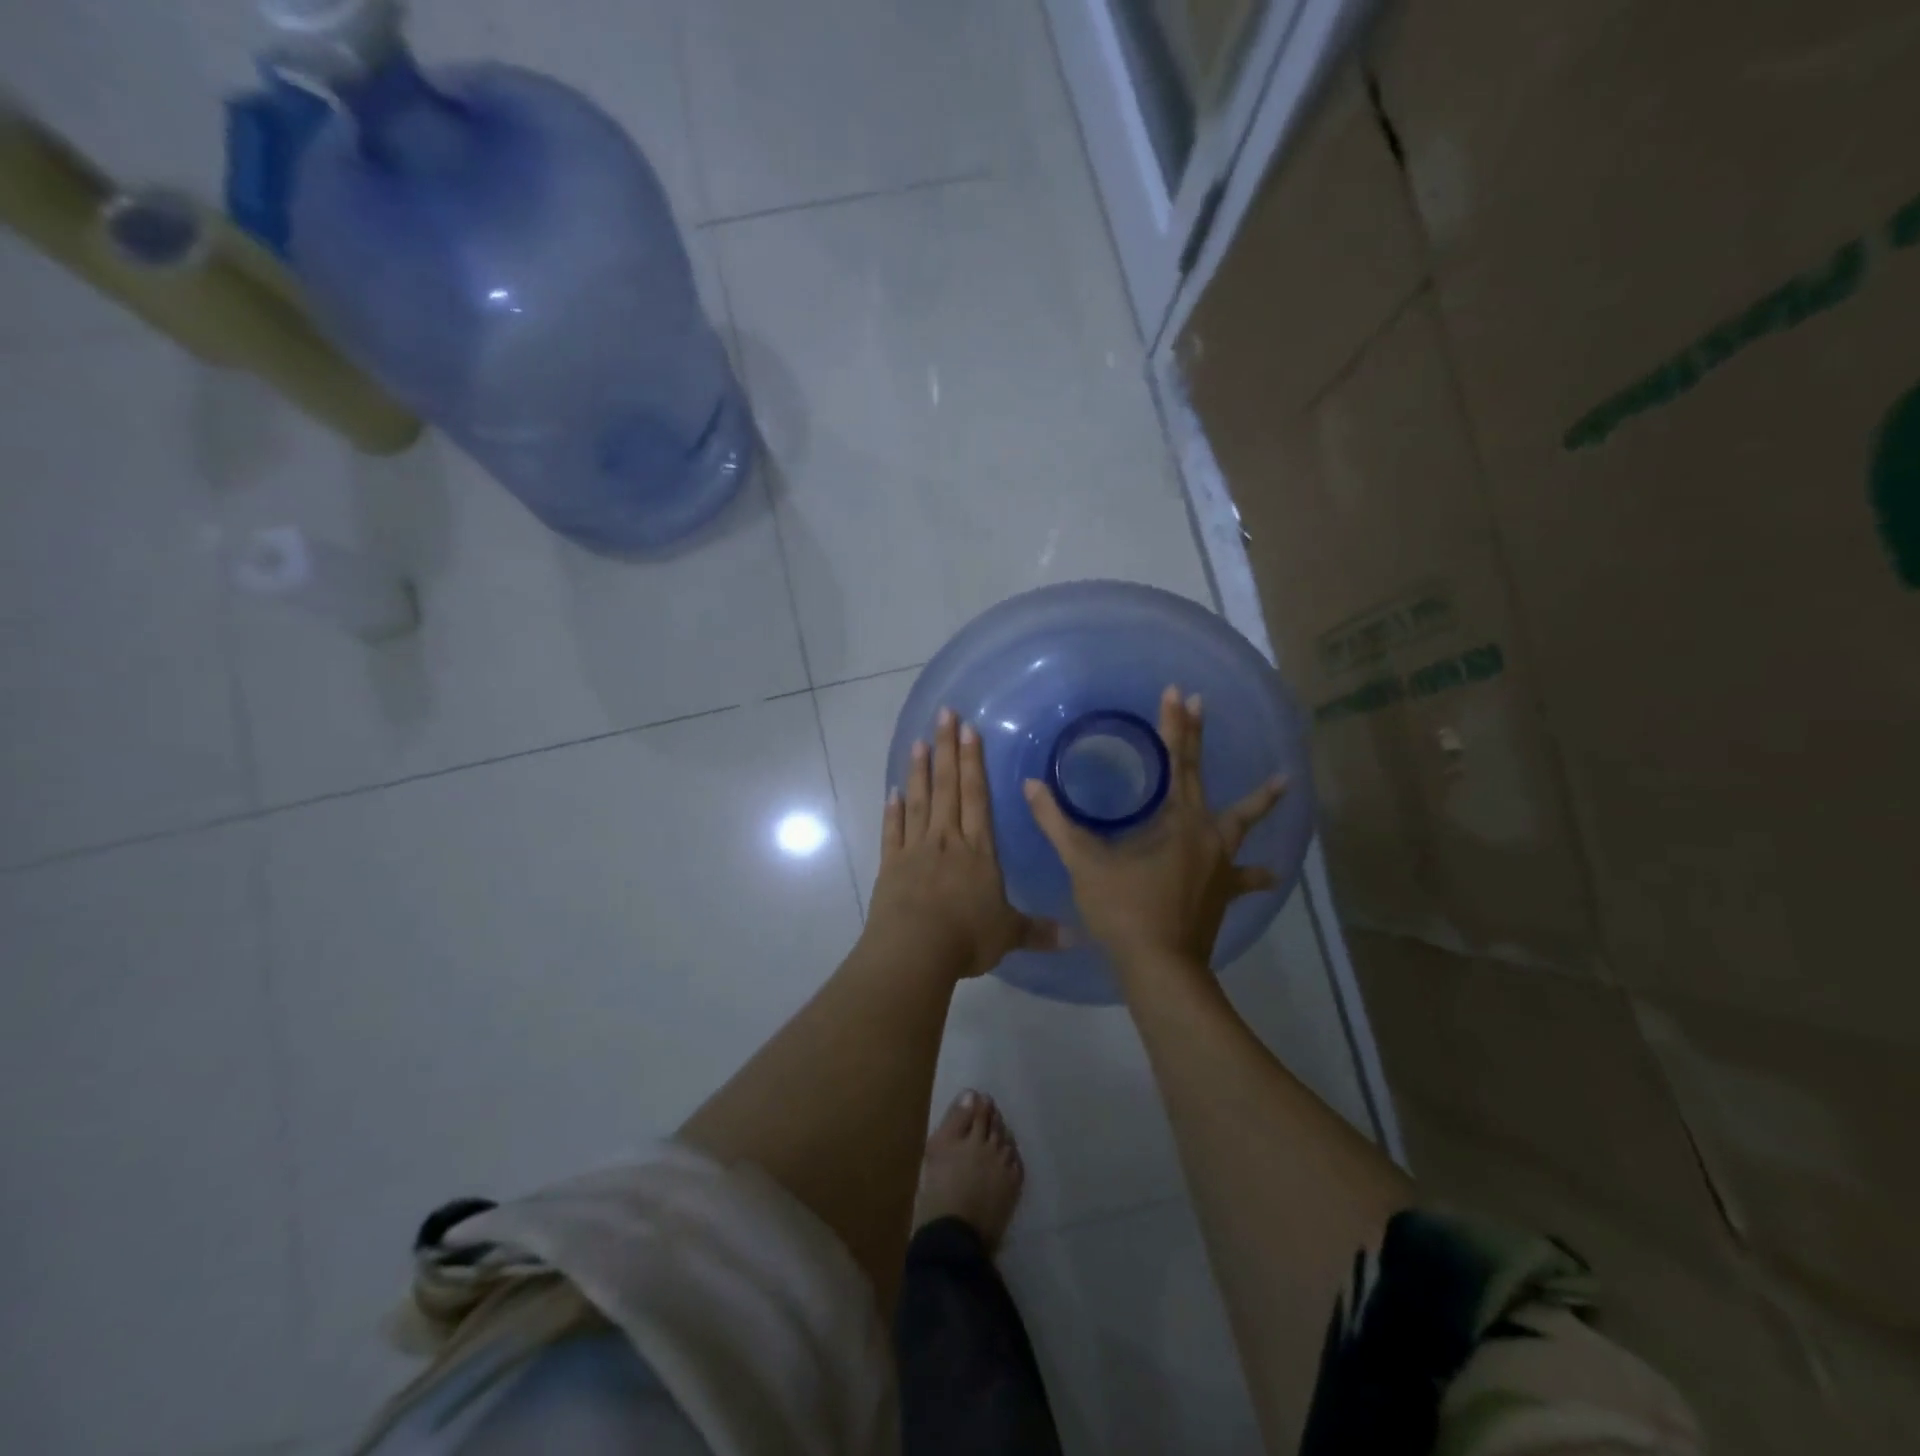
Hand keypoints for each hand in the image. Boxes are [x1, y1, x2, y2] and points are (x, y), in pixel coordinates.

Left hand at [867, 707, 1058, 980]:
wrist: (914, 950)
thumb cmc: (966, 937)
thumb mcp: (1009, 934)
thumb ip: (1040, 931)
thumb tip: (1077, 936)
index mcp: (978, 850)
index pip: (977, 796)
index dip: (974, 762)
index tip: (969, 730)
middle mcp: (947, 839)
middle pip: (947, 787)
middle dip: (947, 749)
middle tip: (944, 714)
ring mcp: (915, 849)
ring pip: (919, 800)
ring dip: (919, 770)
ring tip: (919, 740)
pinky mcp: (891, 865)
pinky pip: (893, 831)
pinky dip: (892, 810)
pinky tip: (892, 792)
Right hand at [1023, 685, 1286, 976]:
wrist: (1160, 968)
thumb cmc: (1123, 910)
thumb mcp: (1084, 863)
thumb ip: (1057, 823)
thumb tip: (1031, 786)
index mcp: (1176, 820)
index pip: (1174, 760)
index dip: (1173, 725)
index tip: (1176, 692)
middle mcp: (1205, 833)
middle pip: (1202, 776)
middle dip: (1197, 738)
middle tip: (1201, 703)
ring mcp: (1220, 863)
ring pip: (1241, 823)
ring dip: (1259, 801)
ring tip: (1283, 781)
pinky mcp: (1224, 890)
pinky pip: (1242, 876)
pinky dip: (1254, 872)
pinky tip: (1270, 873)